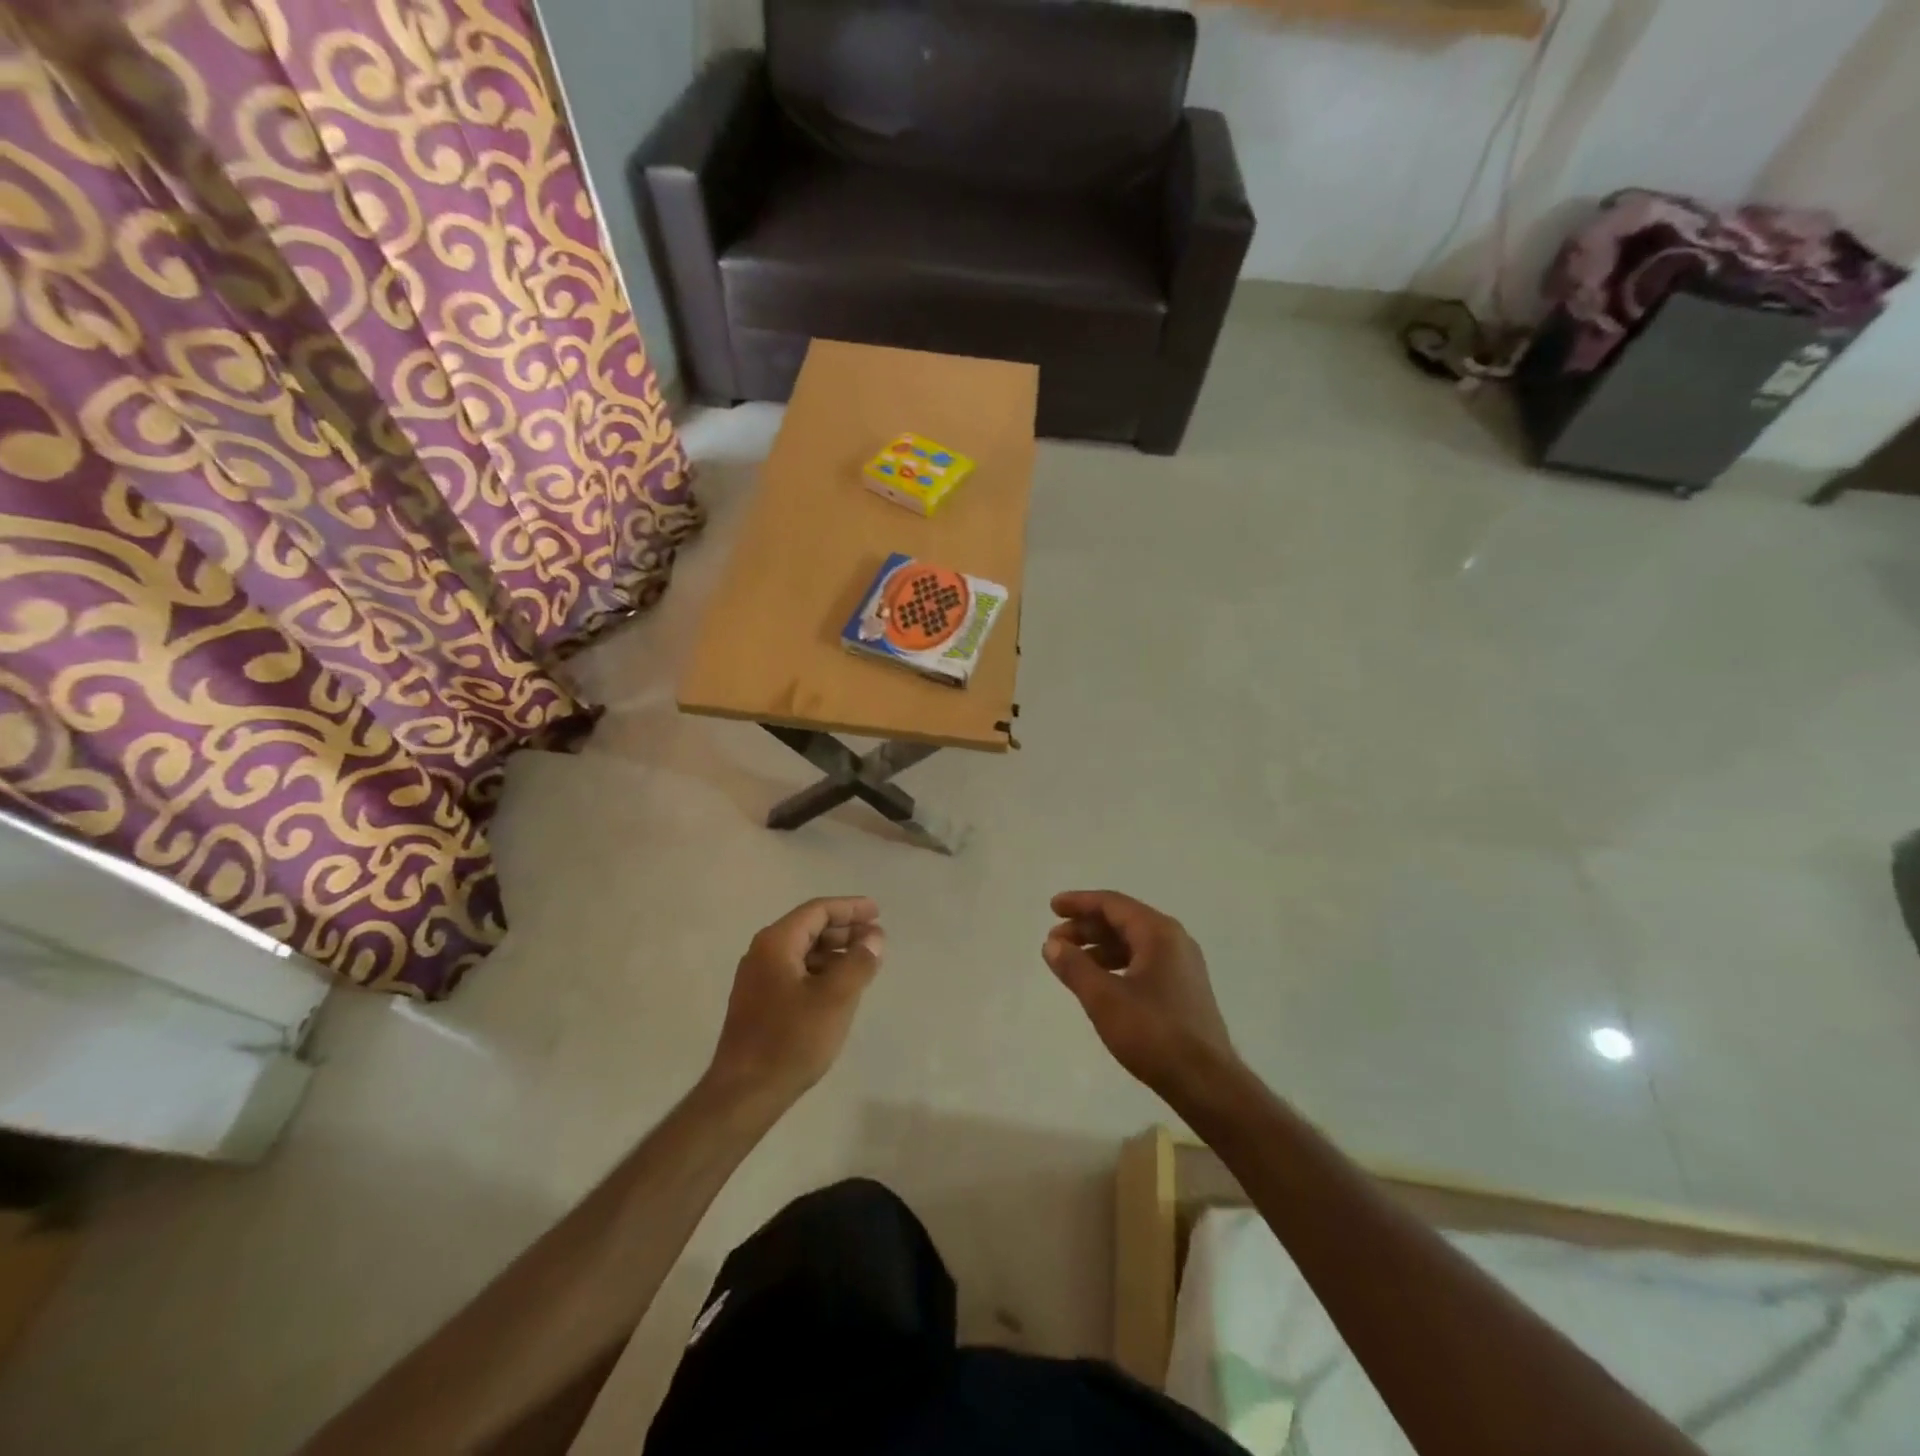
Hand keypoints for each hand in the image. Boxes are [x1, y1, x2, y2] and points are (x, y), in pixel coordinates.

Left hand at [706, 897, 884, 1109]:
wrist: (744, 1093)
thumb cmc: (791, 1039)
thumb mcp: (835, 997)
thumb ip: (859, 961)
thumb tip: (874, 938)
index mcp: (776, 943)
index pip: (817, 911)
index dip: (850, 908)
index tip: (877, 912)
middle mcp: (762, 954)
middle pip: (809, 928)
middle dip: (844, 929)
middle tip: (875, 938)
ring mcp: (757, 980)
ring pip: (803, 952)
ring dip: (834, 952)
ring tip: (863, 962)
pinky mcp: (759, 1003)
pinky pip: (796, 973)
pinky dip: (821, 972)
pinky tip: (840, 988)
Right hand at [1043, 890, 1238, 1100]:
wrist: (1206, 1083)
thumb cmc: (1153, 1033)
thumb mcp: (1104, 998)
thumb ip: (1074, 966)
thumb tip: (1052, 944)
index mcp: (1158, 932)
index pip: (1112, 904)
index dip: (1079, 903)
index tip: (1052, 907)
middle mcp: (1174, 940)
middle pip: (1123, 920)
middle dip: (1086, 927)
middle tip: (1055, 940)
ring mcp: (1182, 965)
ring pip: (1133, 943)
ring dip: (1100, 947)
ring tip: (1071, 962)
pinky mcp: (1184, 989)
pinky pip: (1144, 961)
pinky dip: (1117, 964)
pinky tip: (1099, 982)